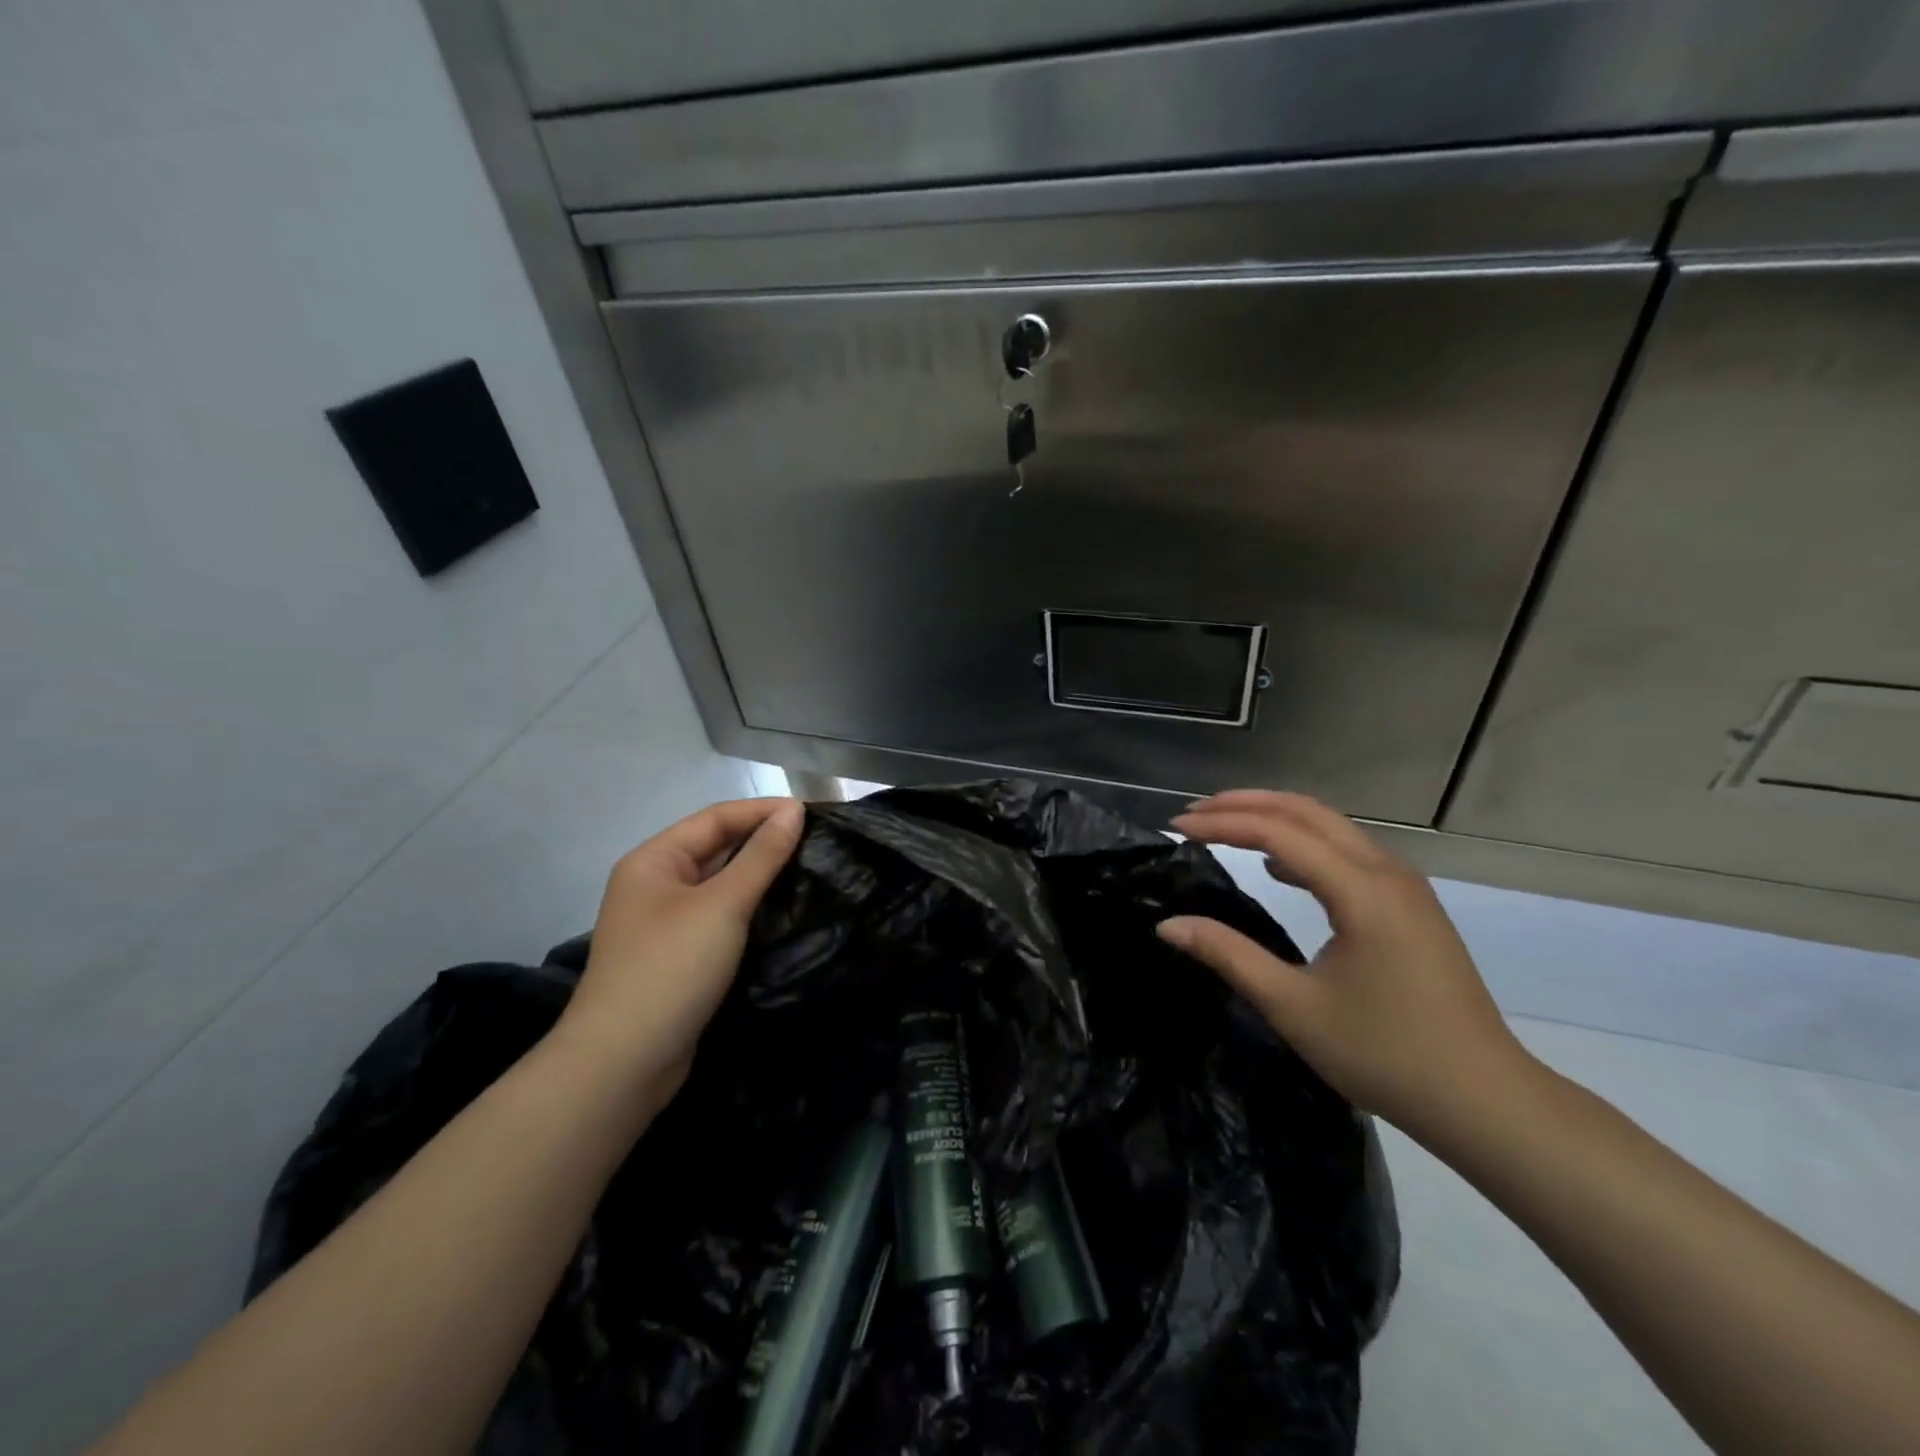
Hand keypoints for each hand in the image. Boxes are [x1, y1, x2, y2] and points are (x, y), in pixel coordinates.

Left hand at [550, 798, 804, 1100]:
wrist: (623, 1062)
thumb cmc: (671, 968)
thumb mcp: (722, 905)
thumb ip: (761, 856)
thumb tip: (793, 810)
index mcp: (654, 860)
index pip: (716, 819)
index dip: (763, 811)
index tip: (813, 814)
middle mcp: (654, 885)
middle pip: (715, 848)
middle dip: (762, 842)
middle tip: (816, 842)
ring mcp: (664, 924)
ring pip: (719, 885)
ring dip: (759, 877)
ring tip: (807, 871)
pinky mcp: (677, 957)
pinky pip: (718, 918)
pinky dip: (749, 909)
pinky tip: (781, 913)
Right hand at [1158, 790, 1532, 1146]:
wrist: (1484, 1100)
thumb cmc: (1385, 1055)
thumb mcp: (1293, 1007)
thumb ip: (1228, 955)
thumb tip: (1168, 925)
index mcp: (1361, 891)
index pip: (1278, 832)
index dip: (1223, 823)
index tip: (1176, 827)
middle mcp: (1386, 872)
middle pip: (1307, 812)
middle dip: (1245, 804)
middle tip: (1193, 815)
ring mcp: (1404, 887)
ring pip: (1331, 827)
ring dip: (1275, 818)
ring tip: (1225, 827)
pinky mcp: (1410, 906)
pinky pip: (1348, 852)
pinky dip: (1303, 844)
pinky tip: (1277, 868)